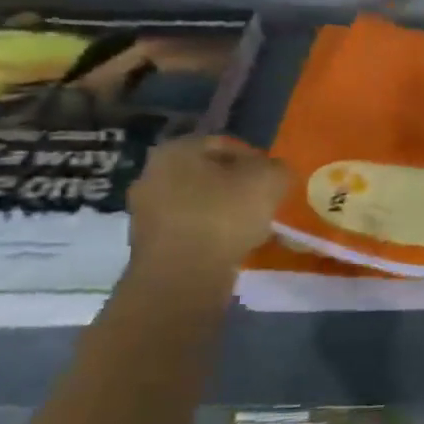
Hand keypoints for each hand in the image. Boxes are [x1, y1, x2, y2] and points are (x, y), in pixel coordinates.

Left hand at [128, 135, 290, 272]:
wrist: (182, 278)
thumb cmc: (224, 216)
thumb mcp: (269, 180)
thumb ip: (277, 168)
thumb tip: (273, 174)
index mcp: (176, 150)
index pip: (226, 145)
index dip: (257, 160)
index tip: (274, 180)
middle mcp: (152, 175)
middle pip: (210, 175)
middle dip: (238, 187)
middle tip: (265, 203)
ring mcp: (145, 212)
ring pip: (199, 204)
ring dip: (225, 213)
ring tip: (253, 229)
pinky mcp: (149, 246)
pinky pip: (190, 231)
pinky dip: (211, 236)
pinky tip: (232, 248)